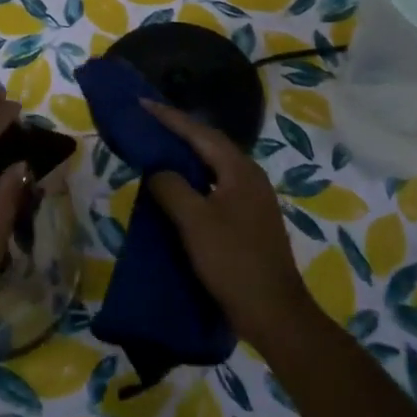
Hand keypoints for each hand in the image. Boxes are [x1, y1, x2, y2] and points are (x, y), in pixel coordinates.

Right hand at [142, 99, 315, 351]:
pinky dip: (194, 179)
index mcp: (240, 170)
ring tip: (157, 149)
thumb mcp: (194, 221)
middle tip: (147, 122)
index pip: (199, 133)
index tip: (142, 103)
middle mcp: (249, 177)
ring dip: (186, 156)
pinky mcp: (248, 220)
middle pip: (209, 144)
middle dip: (178, 132)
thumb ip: (171, 187)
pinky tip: (177, 189)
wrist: (274, 313)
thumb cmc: (233, 261)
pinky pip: (216, 186)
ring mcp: (252, 200)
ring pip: (213, 166)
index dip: (169, 117)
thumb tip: (157, 170)